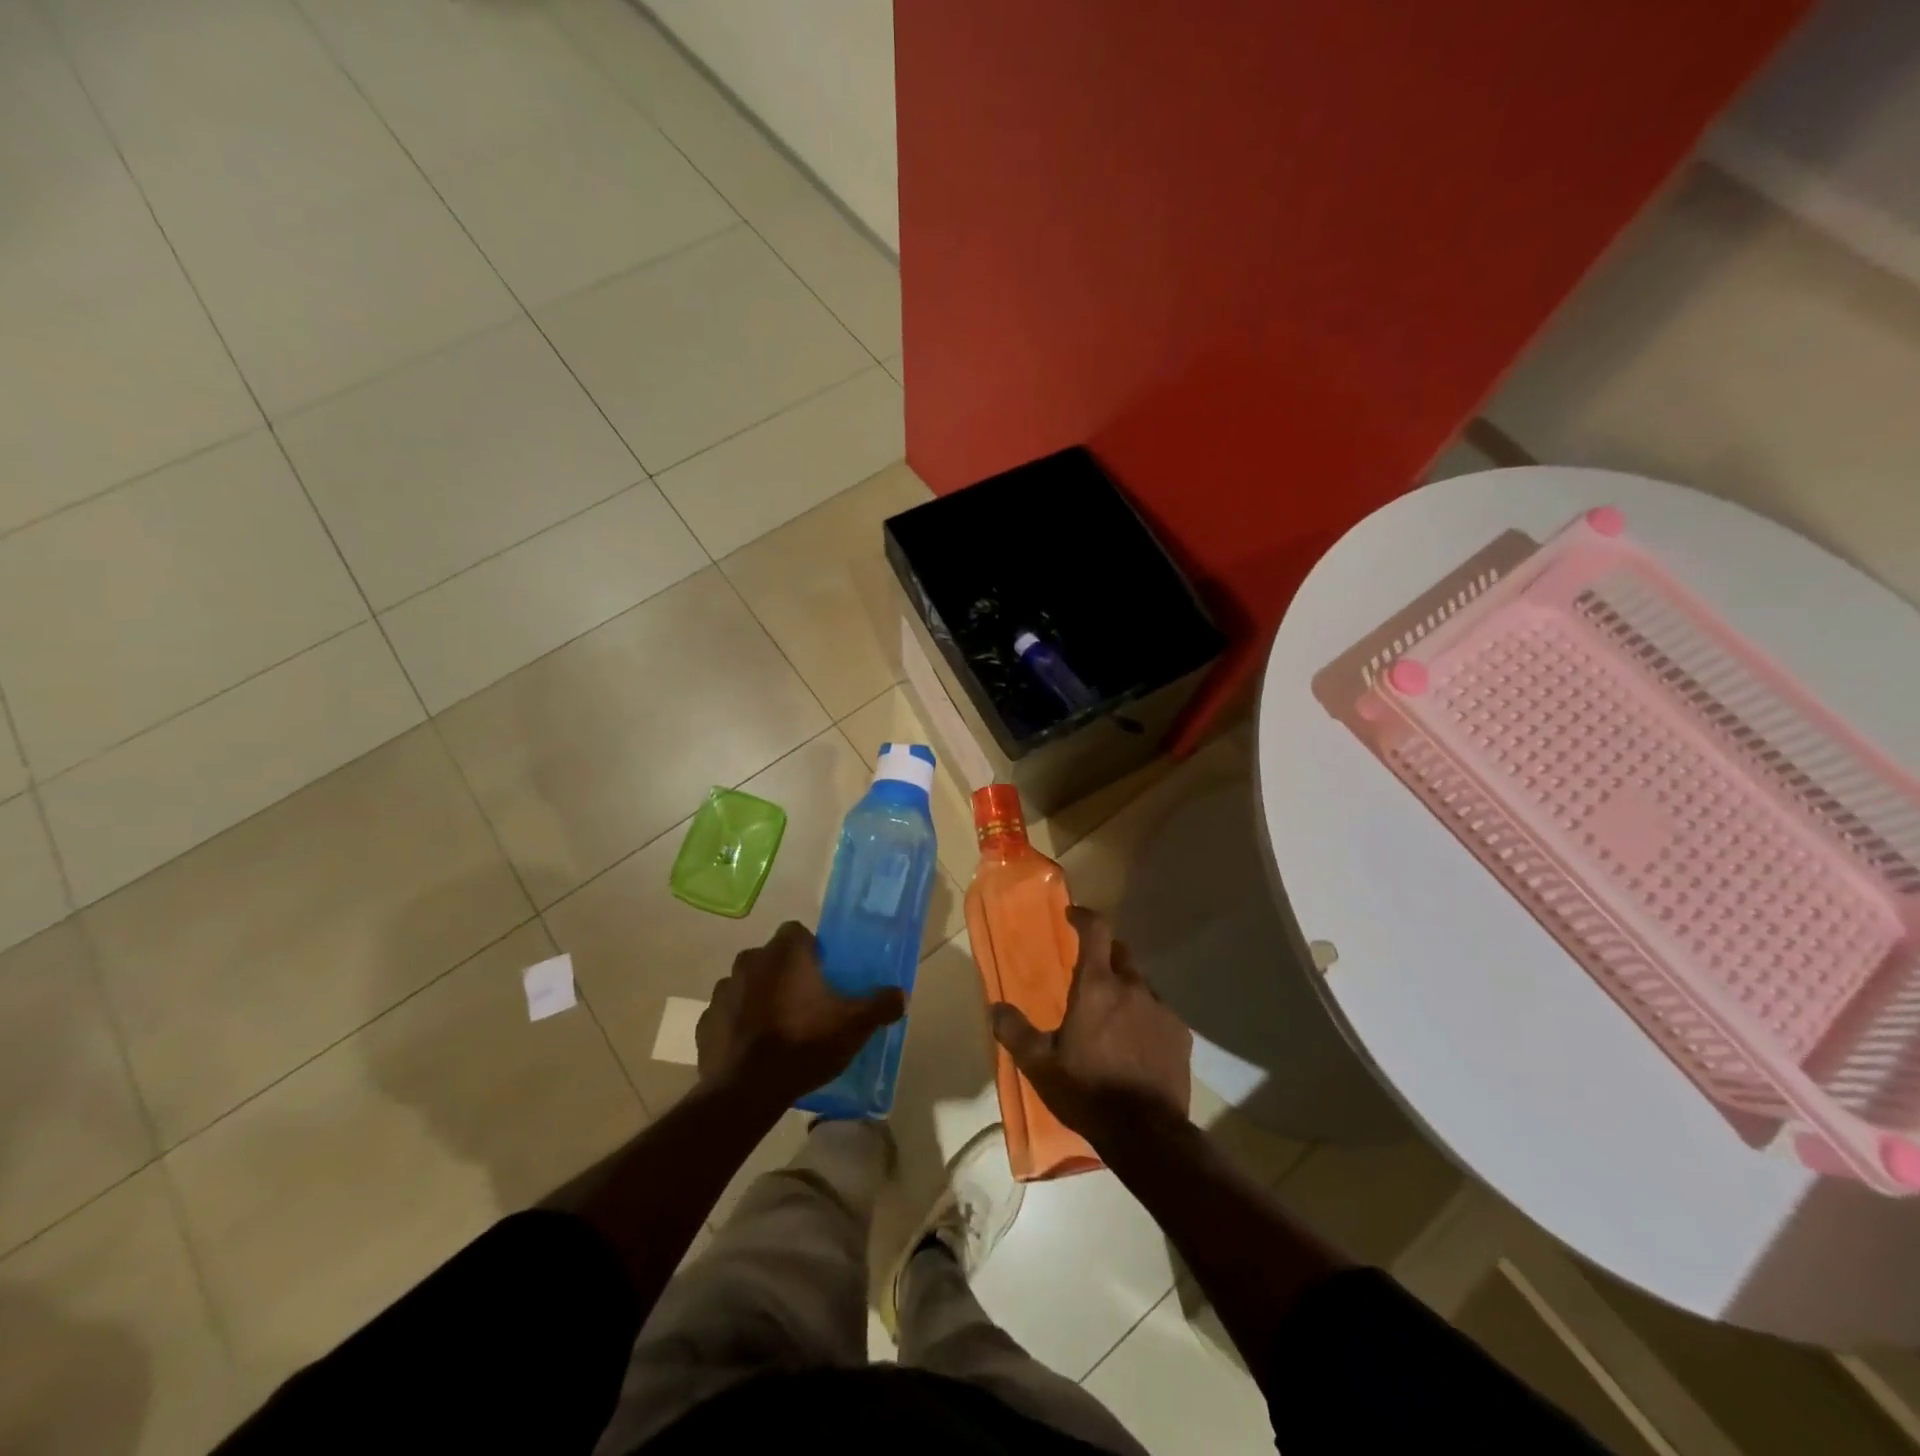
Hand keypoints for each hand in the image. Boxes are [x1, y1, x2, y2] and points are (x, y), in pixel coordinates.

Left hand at [697, 922, 905, 1111]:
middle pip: (772, 958)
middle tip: (805, 1003)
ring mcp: (722, 991)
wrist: (746, 1092)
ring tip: (778, 1029)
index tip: (823, 974)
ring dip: (760, 998)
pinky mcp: (705, 1022)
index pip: (797, 932)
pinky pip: (728, 1015)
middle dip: (785, 974)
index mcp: (784, 953)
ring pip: (747, 985)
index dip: (811, 950)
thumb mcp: (854, 1026)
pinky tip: (753, 1050)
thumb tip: (901, 994)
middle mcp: (749, 961)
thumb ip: (880, 1005)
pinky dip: (739, 1025)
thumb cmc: (804, 1044)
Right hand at [990, 906, 1190, 1147]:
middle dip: (1105, 953)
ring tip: (1113, 1015)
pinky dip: (1145, 1016)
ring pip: (1141, 984)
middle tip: (1089, 971)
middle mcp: (1132, 987)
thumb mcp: (1039, 1064)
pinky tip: (1136, 1043)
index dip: (1084, 917)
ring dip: (1125, 988)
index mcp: (1096, 986)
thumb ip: (1014, 1031)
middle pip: (1121, 952)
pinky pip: (1159, 1012)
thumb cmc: (1086, 1091)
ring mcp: (1161, 1009)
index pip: (1096, 930)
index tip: (1073, 916)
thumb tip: (995, 1007)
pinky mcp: (1181, 1034)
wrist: (1146, 1133)